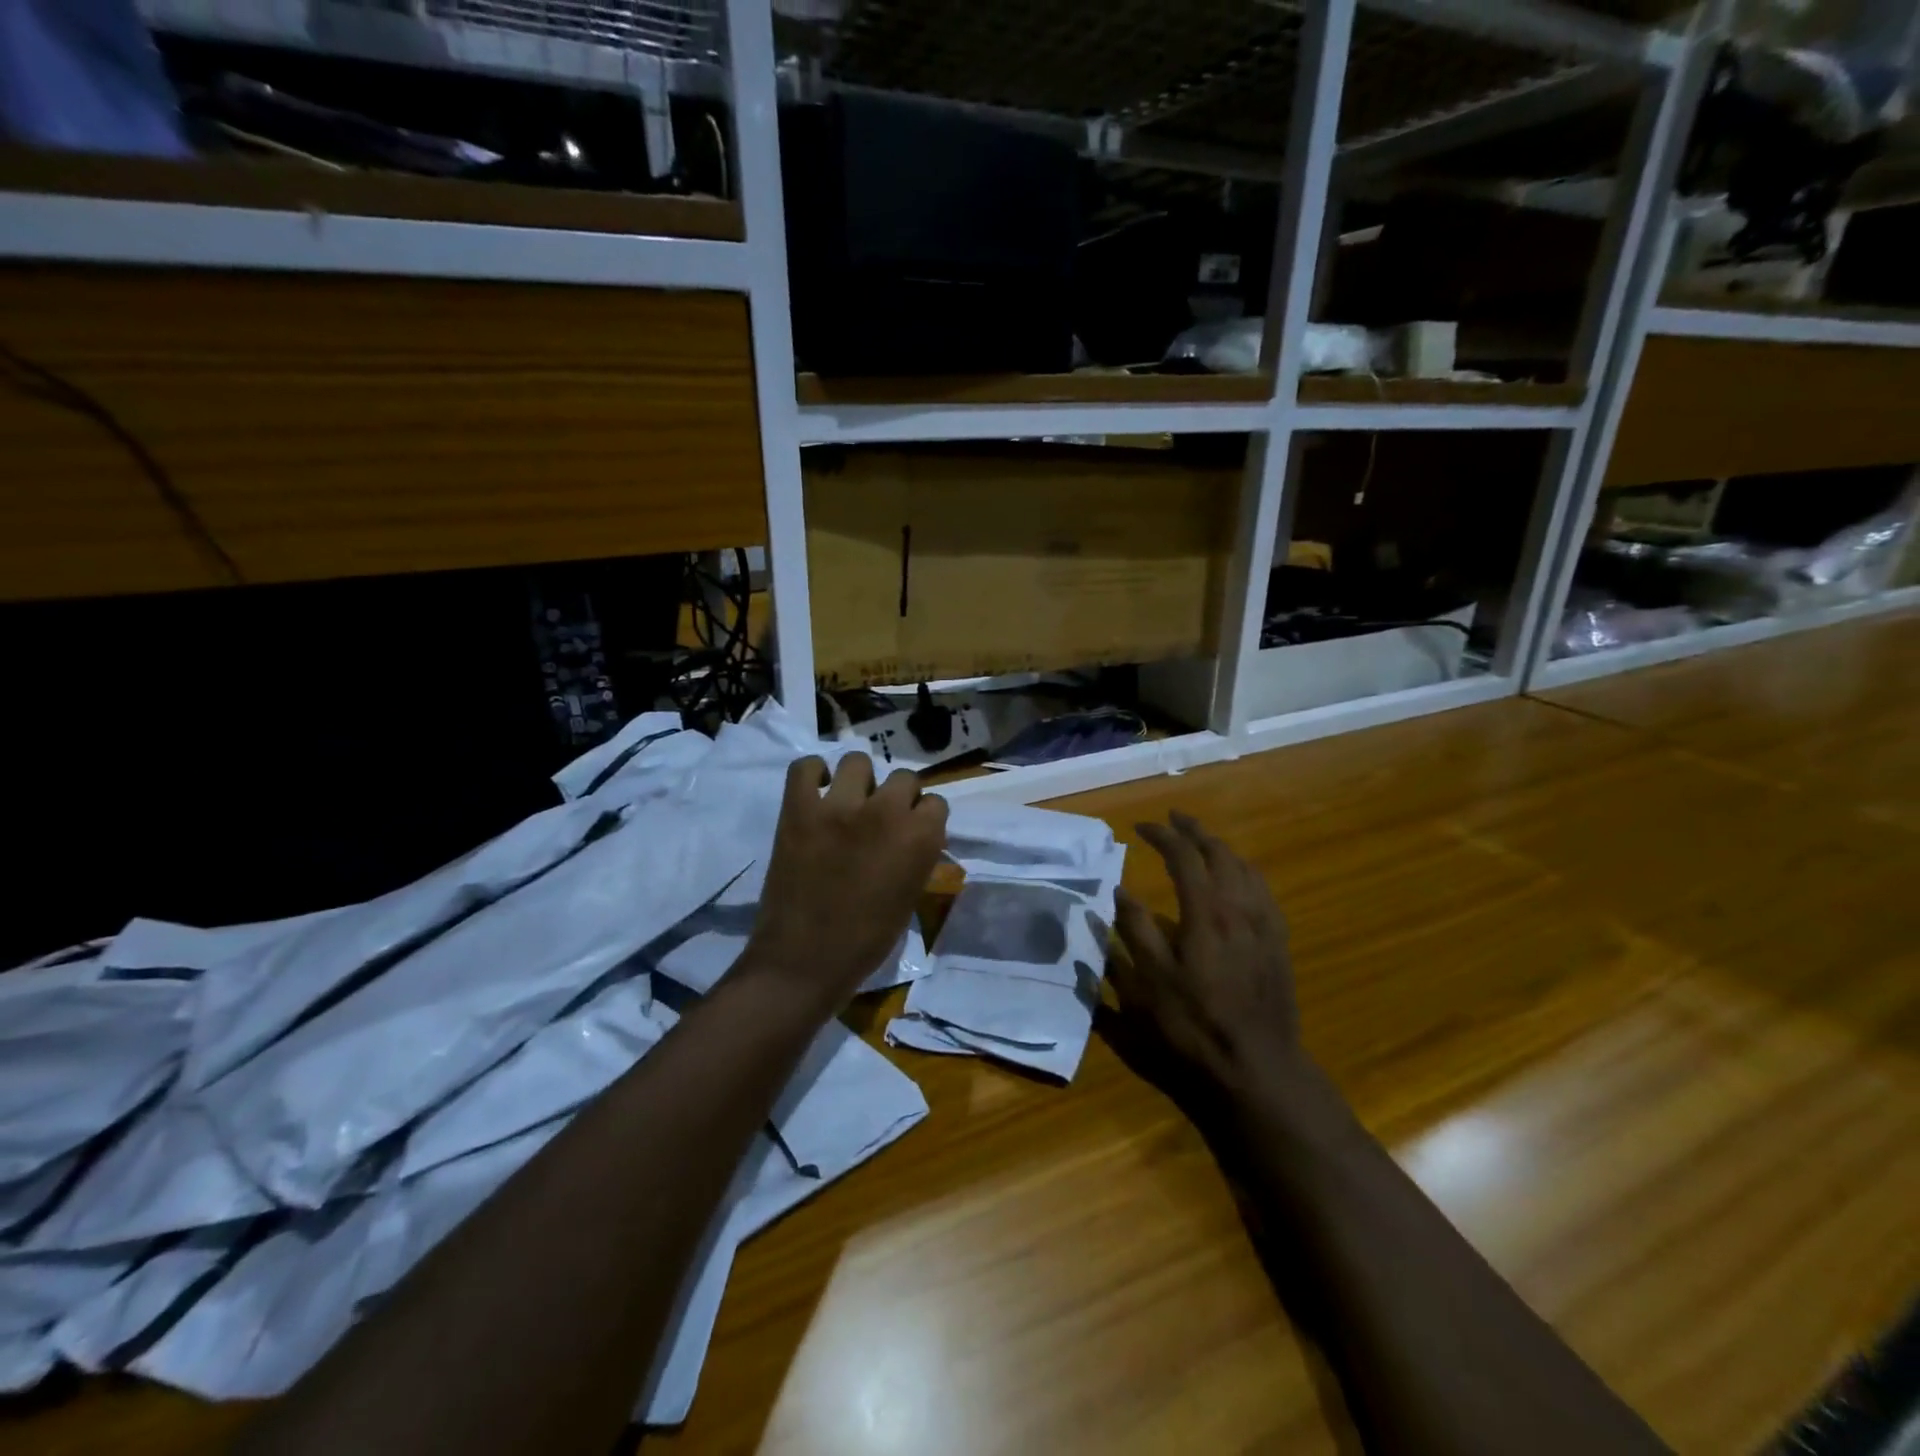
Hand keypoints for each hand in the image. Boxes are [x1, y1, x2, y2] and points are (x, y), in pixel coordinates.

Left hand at [745, 753, 948, 1010]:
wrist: (804, 960)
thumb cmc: (867, 940)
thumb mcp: (911, 896)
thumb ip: (918, 855)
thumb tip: (914, 833)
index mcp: (920, 838)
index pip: (936, 802)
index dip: (923, 817)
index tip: (912, 831)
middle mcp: (885, 812)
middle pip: (903, 777)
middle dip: (897, 796)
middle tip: (881, 818)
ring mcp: (838, 806)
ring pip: (857, 761)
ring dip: (858, 781)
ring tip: (848, 802)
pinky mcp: (798, 809)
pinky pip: (806, 766)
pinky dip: (812, 775)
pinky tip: (816, 794)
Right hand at [1111, 812, 1300, 1103]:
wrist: (1257, 1065)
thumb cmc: (1194, 1024)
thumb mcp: (1149, 981)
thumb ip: (1134, 930)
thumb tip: (1121, 890)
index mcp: (1205, 912)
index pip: (1184, 855)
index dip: (1162, 835)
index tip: (1140, 827)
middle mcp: (1239, 906)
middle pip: (1219, 852)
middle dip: (1194, 831)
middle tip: (1173, 819)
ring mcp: (1264, 923)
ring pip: (1245, 867)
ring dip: (1220, 847)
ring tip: (1202, 842)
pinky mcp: (1278, 941)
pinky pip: (1263, 889)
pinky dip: (1244, 870)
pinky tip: (1238, 878)